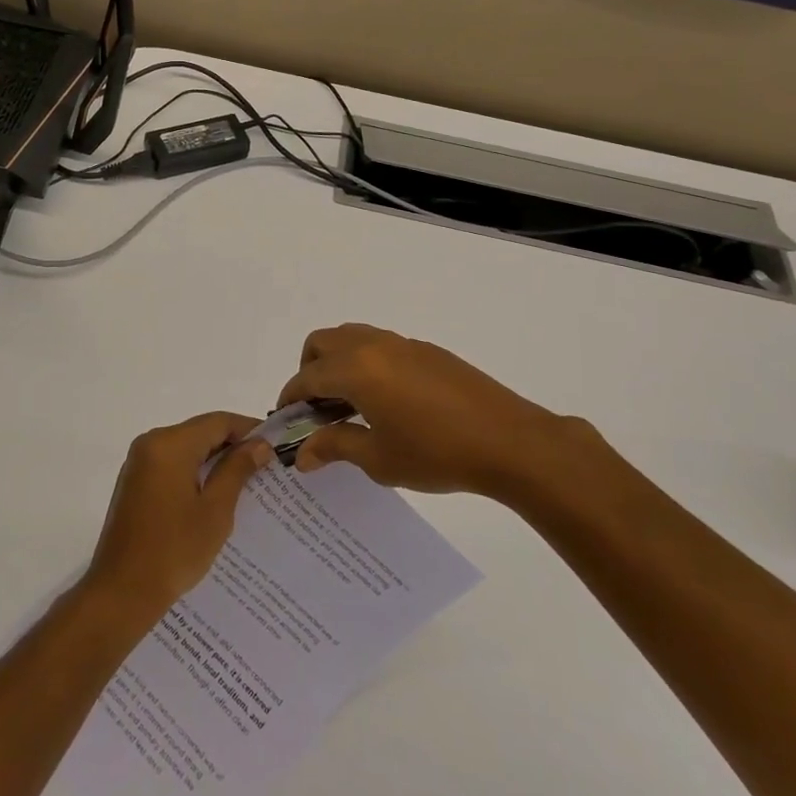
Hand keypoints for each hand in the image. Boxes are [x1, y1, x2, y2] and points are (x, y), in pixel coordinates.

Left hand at [83, 413, 270, 625]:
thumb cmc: (173, 551)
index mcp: (169, 444)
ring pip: (187, 448)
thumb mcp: (215, 510)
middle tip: (266, 466)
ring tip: (247, 481)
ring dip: (215, 460)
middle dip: (233, 445)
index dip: (249, 430)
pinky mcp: (135, 482)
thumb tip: (260, 445)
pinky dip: (195, 471)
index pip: (218, 421)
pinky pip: (172, 464)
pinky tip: (216, 494)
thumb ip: (237, 470)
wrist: (121, 592)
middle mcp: (150, 443)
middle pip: (201, 431)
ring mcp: (139, 462)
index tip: (276, 446)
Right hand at [280, 323, 603, 498]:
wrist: (509, 441)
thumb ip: (335, 446)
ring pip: (352, 338)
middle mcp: (374, 346)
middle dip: (309, 371)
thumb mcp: (379, 458)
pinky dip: (366, 364)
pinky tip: (385, 402)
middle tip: (317, 410)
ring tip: (349, 405)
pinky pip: (380, 346)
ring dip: (338, 363)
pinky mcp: (427, 351)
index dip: (290, 398)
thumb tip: (302, 453)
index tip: (285, 421)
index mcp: (356, 369)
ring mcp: (403, 343)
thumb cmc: (436, 453)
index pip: (307, 376)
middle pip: (323, 343)